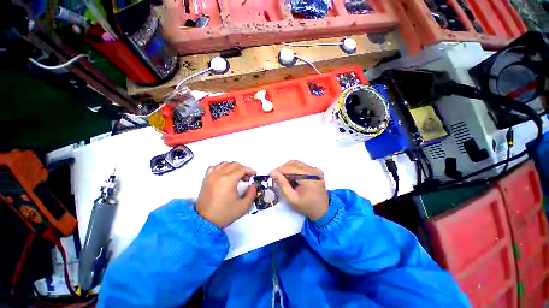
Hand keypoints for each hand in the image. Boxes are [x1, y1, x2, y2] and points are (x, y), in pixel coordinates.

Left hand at [196, 162, 256, 227]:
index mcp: (228, 180)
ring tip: (238, 175)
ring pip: (225, 163)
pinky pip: (215, 167)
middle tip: (247, 177)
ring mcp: (211, 176)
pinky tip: (225, 174)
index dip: (250, 170)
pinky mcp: (206, 179)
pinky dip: (222, 167)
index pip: (241, 169)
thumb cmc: (225, 214)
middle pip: (234, 164)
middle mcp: (219, 175)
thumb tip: (253, 185)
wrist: (205, 221)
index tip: (254, 174)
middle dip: (243, 168)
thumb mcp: (244, 206)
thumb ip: (252, 193)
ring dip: (233, 167)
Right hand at [270, 160, 328, 220]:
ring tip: (284, 179)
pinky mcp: (315, 171)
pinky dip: (294, 171)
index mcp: (309, 177)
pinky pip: (301, 166)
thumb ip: (282, 184)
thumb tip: (272, 172)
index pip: (291, 168)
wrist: (323, 210)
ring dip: (288, 169)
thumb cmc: (306, 206)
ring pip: (296, 164)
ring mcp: (315, 169)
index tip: (271, 174)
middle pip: (294, 163)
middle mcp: (313, 170)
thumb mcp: (292, 198)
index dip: (279, 170)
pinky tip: (292, 179)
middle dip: (283, 169)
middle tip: (276, 178)